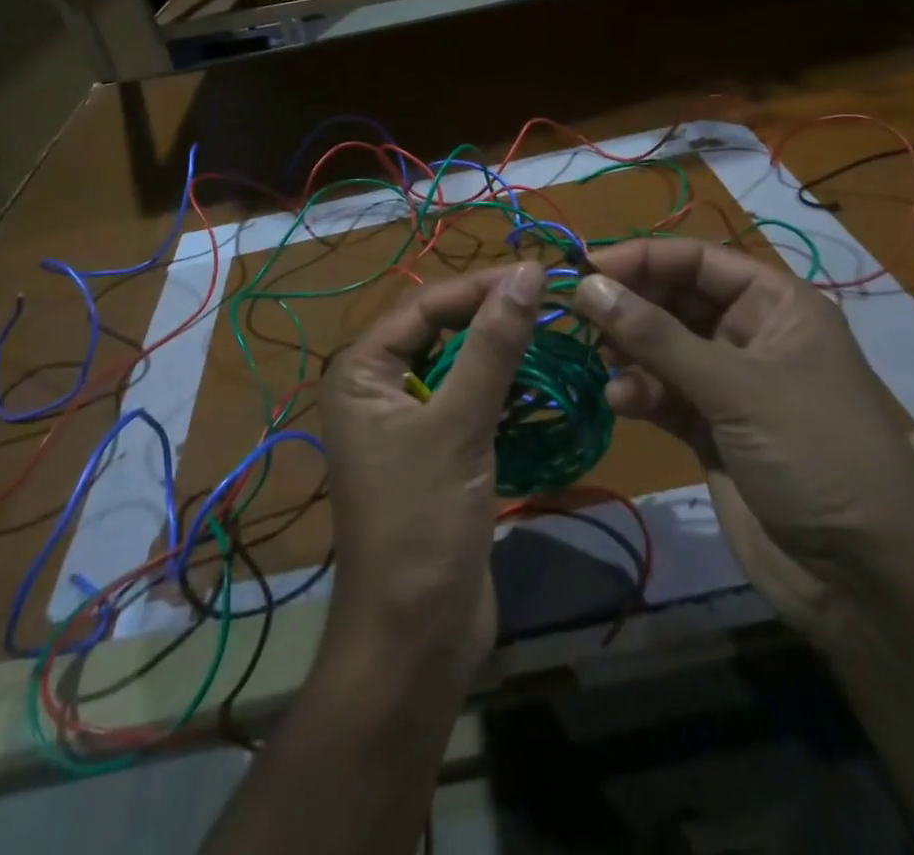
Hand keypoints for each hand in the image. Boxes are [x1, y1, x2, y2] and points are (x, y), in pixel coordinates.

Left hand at [319, 262, 544, 678]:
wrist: (415, 640)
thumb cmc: (423, 523)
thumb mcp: (459, 426)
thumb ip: (493, 346)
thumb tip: (527, 273)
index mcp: (361, 371)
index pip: (424, 305)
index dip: (480, 286)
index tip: (538, 274)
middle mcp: (376, 387)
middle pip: (438, 330)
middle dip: (490, 313)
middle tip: (550, 298)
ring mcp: (405, 422)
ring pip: (457, 365)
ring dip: (499, 349)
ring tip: (552, 328)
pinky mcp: (435, 452)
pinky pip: (467, 400)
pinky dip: (500, 387)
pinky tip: (538, 378)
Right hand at [569, 239, 913, 637]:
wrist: (865, 582)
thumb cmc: (816, 456)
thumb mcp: (736, 388)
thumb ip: (656, 337)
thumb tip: (586, 286)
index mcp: (779, 306)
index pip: (700, 261)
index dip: (644, 258)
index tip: (587, 269)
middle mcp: (753, 336)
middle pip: (677, 301)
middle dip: (630, 306)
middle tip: (578, 315)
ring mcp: (731, 386)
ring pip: (664, 349)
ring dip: (629, 353)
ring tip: (597, 362)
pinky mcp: (711, 431)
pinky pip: (663, 395)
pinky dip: (639, 394)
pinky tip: (620, 404)